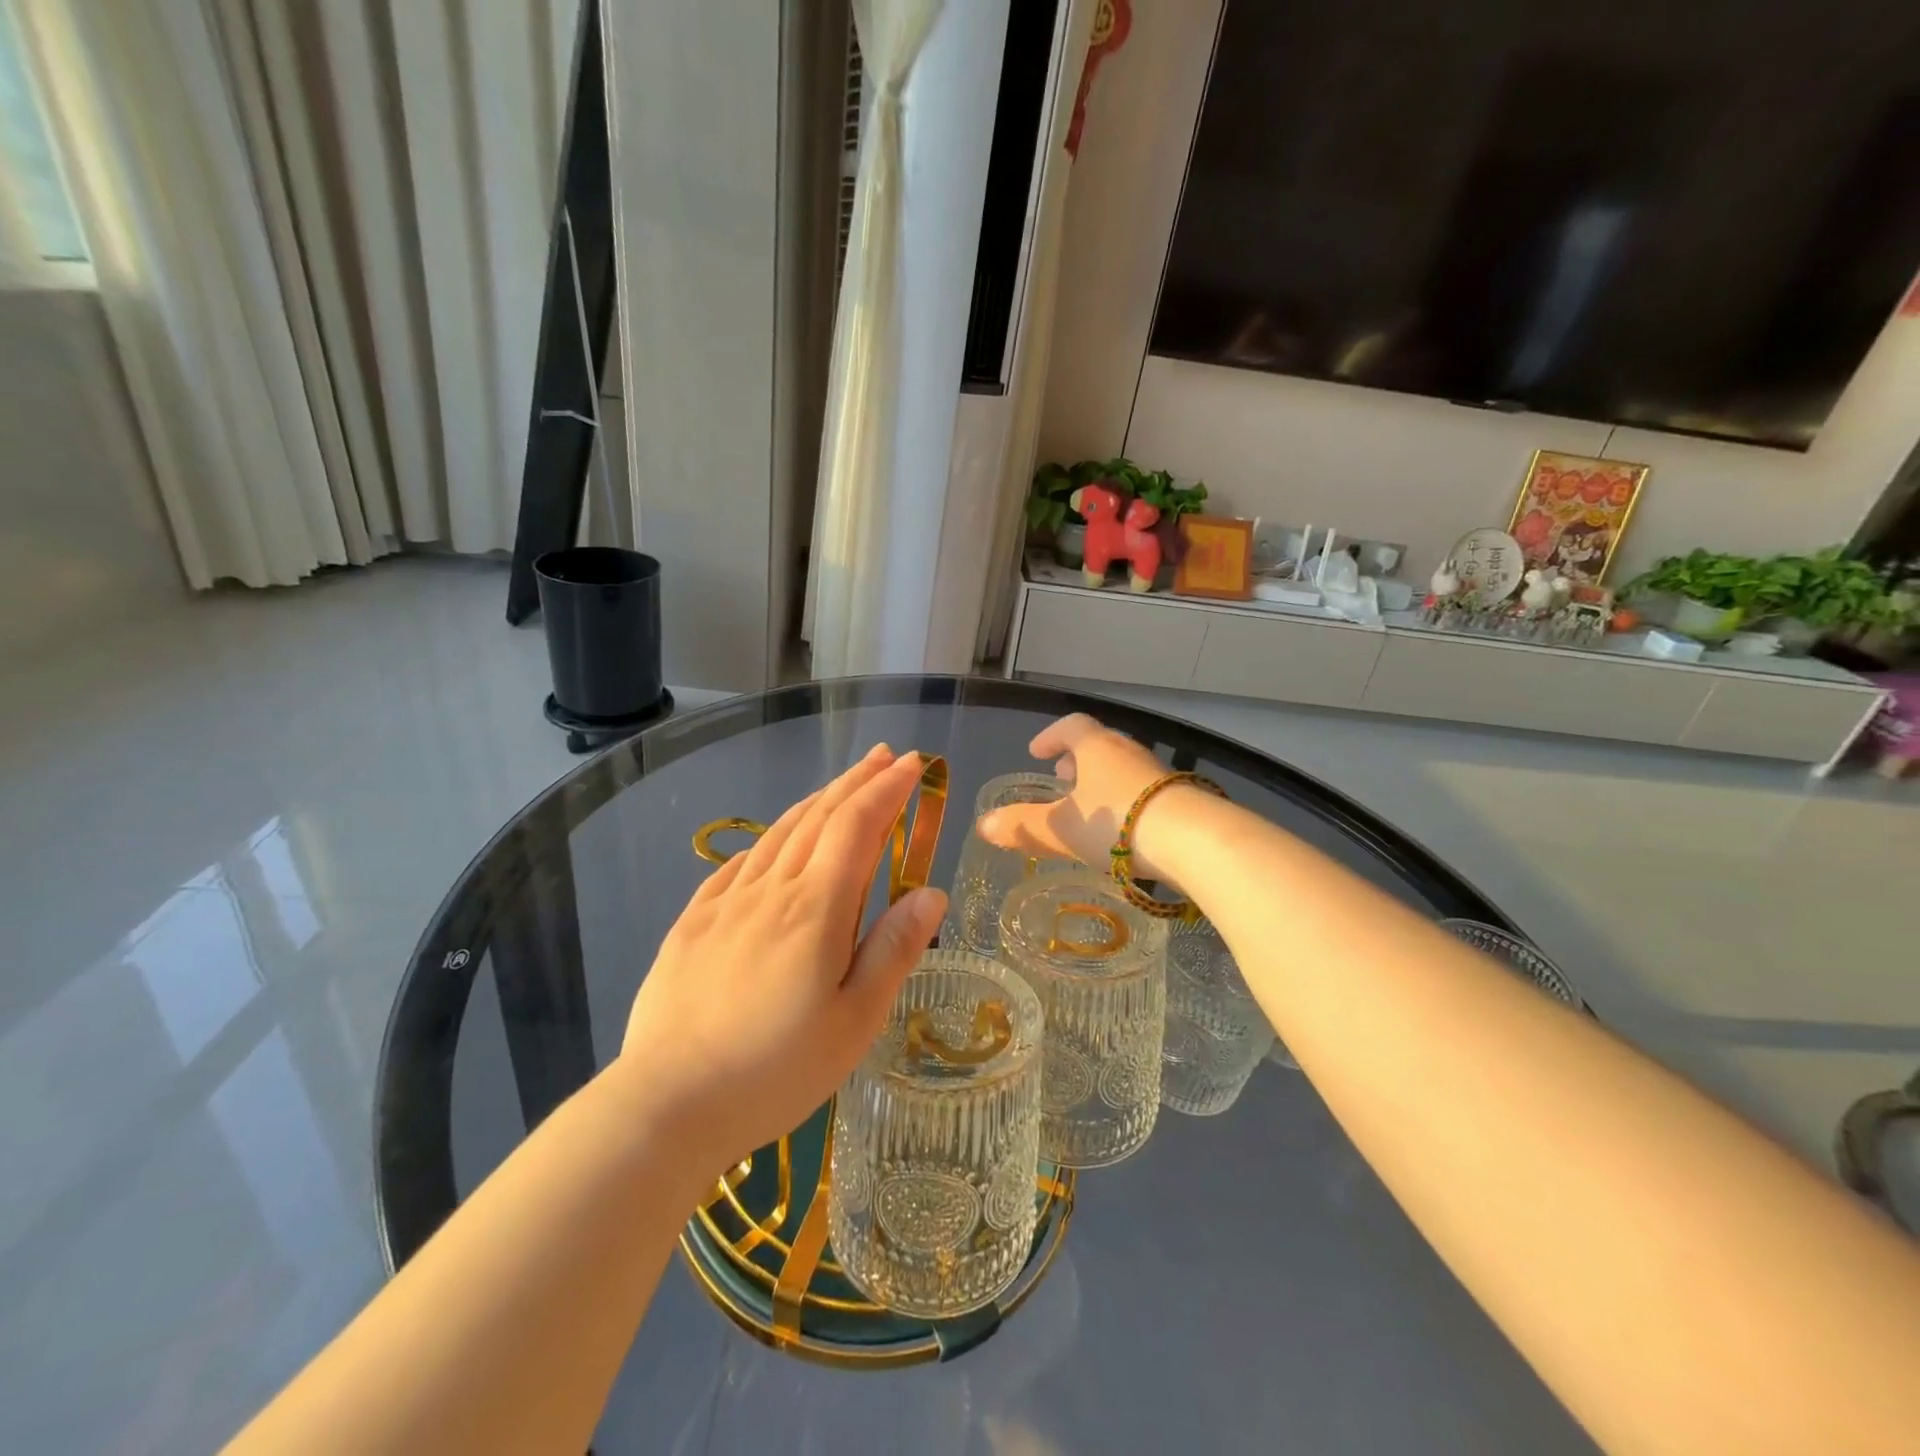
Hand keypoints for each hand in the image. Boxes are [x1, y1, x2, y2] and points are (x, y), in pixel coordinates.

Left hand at [616, 746, 946, 1183]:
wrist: (668, 1103)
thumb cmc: (776, 1069)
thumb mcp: (855, 1021)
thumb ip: (894, 949)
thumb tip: (931, 892)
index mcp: (816, 908)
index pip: (858, 825)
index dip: (888, 789)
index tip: (912, 764)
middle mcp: (771, 889)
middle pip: (819, 816)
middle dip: (856, 782)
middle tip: (883, 756)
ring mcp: (726, 902)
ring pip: (779, 833)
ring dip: (815, 801)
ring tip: (840, 787)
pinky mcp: (693, 922)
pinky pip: (739, 863)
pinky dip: (769, 839)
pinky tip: (773, 842)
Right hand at [976, 713, 1186, 880]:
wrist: (1192, 840)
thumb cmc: (1115, 823)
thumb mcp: (1059, 827)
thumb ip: (1022, 826)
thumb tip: (983, 825)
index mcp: (1096, 746)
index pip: (1071, 726)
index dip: (1050, 737)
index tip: (1036, 752)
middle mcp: (1128, 751)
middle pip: (1099, 744)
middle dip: (1077, 760)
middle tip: (1062, 778)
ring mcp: (1158, 773)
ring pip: (1123, 768)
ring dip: (1102, 780)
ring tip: (1090, 806)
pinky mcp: (1180, 797)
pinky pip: (1143, 790)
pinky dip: (1125, 800)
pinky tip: (1122, 829)